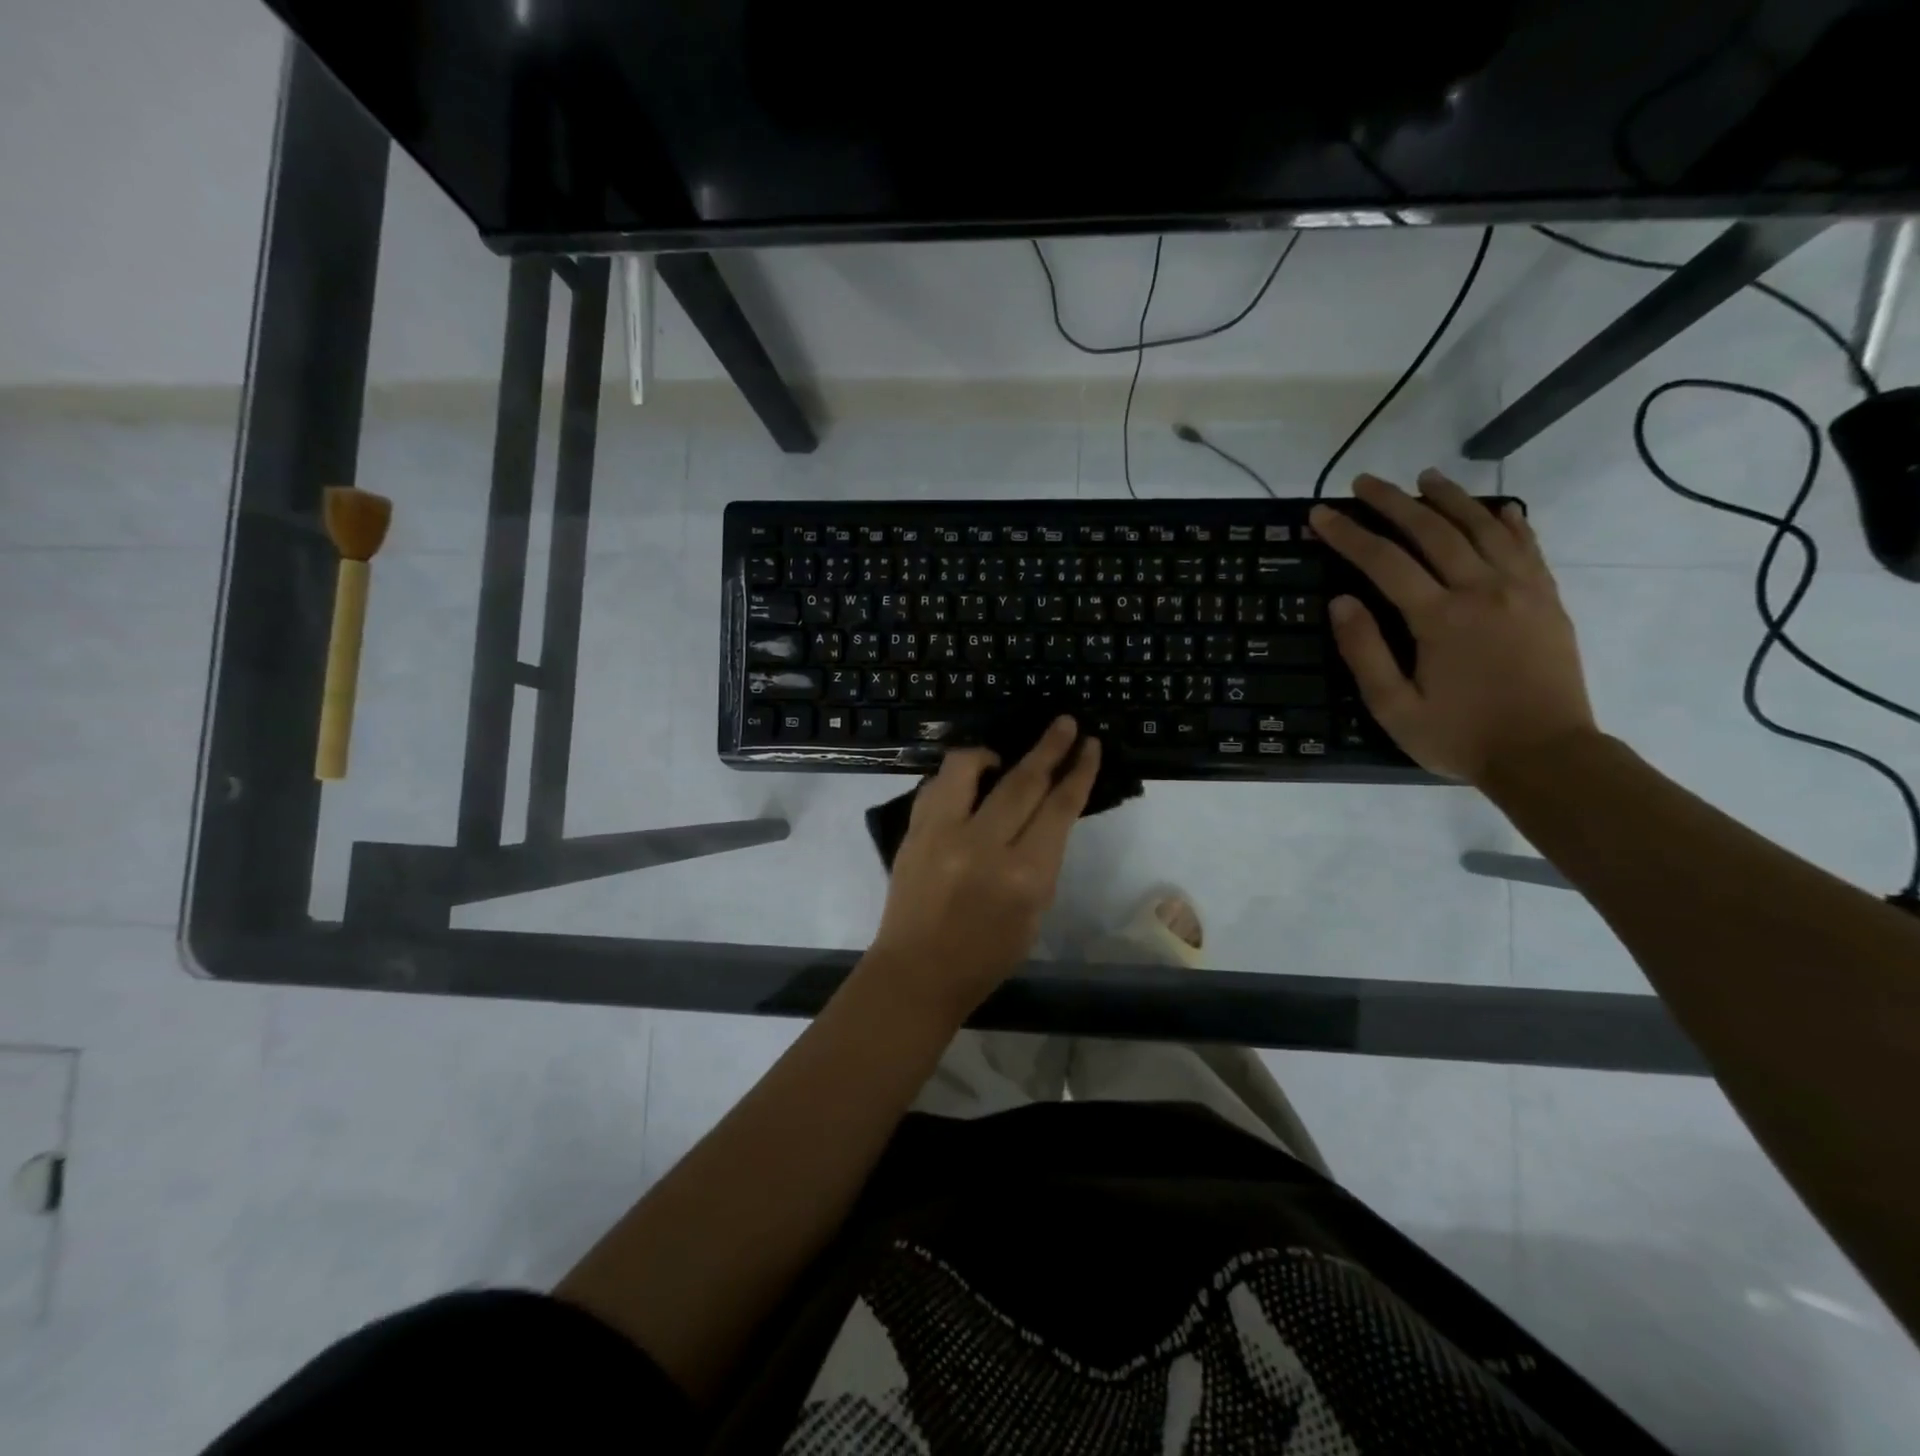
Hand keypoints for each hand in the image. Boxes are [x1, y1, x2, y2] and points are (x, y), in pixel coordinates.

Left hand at [868, 717, 1101, 1015]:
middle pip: (1023, 780)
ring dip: (993, 752)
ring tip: (1002, 756)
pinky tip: (967, 785)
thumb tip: (1045, 813)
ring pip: (969, 767)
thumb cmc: (986, 956)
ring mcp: (942, 834)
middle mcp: (983, 846)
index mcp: (1024, 875)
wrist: (917, 972)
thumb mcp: (1034, 912)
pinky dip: (956, 778)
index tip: (1089, 745)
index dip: (1078, 772)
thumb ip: (1042, 859)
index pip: (1059, 808)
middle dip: (1050, 747)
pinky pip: (938, 785)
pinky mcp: (914, 832)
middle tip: (1064, 723)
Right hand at [1310, 470, 1596, 785]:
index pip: (1384, 561)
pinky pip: (1527, 545)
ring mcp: (1521, 590)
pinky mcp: (1547, 599)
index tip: (1321, 514)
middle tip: (1364, 482)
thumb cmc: (1459, 736)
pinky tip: (1496, 509)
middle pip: (1433, 531)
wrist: (1546, 755)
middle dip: (1393, 502)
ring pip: (1483, 527)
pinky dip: (1508, 521)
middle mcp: (1482, 590)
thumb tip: (1341, 601)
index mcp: (1439, 617)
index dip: (1348, 534)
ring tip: (1425, 478)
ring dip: (1450, 498)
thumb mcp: (1394, 708)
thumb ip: (1365, 652)